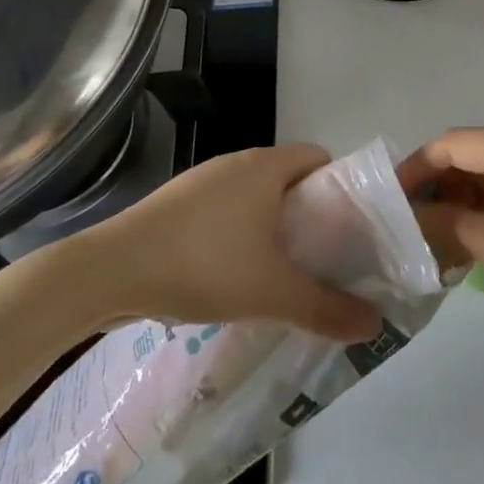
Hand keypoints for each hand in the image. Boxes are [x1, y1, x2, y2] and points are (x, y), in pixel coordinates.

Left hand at [60, 144, 383, 342]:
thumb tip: (376, 325)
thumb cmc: (202, 265)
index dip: (340, 188)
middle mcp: (237, 162)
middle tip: (320, 258)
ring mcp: (202, 181)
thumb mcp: (272, 292)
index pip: (320, 157)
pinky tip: (230, 274)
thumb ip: (326, 308)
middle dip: (309, 214)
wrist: (108, 271)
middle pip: (289, 178)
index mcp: (266, 166)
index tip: (347, 228)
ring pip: (254, 196)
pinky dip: (238, 233)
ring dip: (272, 226)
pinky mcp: (175, 203)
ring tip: (279, 271)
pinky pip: (224, 209)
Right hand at [406, 127, 483, 347]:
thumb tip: (408, 215)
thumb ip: (451, 224)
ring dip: (459, 198)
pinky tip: (463, 235)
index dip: (417, 168)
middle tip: (406, 223)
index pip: (454, 144)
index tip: (388, 200)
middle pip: (470, 152)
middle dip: (437, 185)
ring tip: (430, 235)